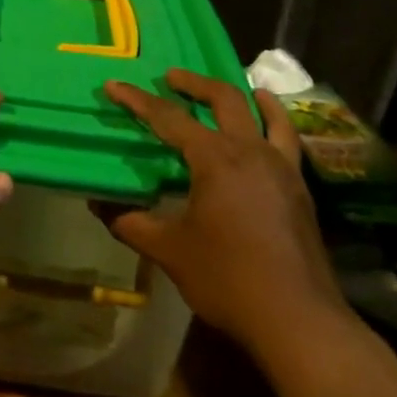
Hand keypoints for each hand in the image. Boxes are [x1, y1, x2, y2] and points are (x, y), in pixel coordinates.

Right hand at [103, 69, 349, 358]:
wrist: (297, 319)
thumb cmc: (227, 279)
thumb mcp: (168, 251)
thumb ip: (129, 221)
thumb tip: (97, 203)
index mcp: (216, 159)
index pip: (169, 119)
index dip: (138, 100)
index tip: (113, 85)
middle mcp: (251, 152)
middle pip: (224, 99)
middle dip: (194, 83)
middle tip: (171, 76)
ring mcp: (282, 168)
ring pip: (266, 114)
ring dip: (243, 95)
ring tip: (232, 88)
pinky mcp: (300, 189)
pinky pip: (287, 140)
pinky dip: (275, 122)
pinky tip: (267, 131)